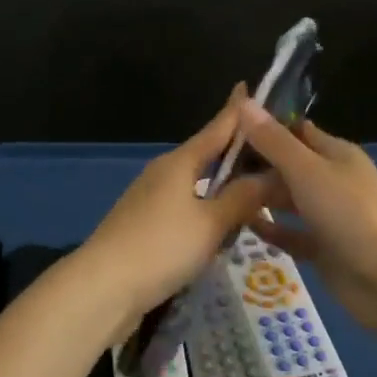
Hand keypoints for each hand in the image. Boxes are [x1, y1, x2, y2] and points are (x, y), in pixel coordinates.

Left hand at [80, 86, 276, 328]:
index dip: (235, 111)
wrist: (102, 290)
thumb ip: (243, 198)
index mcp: (179, 163)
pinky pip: (187, 212)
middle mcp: (163, 175)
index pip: (216, 129)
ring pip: (197, 188)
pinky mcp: (145, 229)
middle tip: (273, 156)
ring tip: (257, 196)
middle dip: (236, 155)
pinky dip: (208, 215)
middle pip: (206, 157)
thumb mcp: (211, 223)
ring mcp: (151, 202)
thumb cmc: (160, 247)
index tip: (249, 87)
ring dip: (224, 190)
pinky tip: (224, 231)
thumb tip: (272, 174)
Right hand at [235, 101, 376, 331]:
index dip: (263, 127)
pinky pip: (292, 234)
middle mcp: (333, 180)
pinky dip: (272, 230)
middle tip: (213, 168)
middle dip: (255, 165)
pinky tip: (243, 226)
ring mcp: (330, 216)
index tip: (225, 128)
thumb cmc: (349, 213)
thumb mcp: (307, 171)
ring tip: (218, 196)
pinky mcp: (324, 248)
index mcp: (336, 154)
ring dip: (260, 198)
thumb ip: (274, 141)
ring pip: (289, 200)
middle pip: (288, 166)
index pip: (295, 131)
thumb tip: (244, 102)